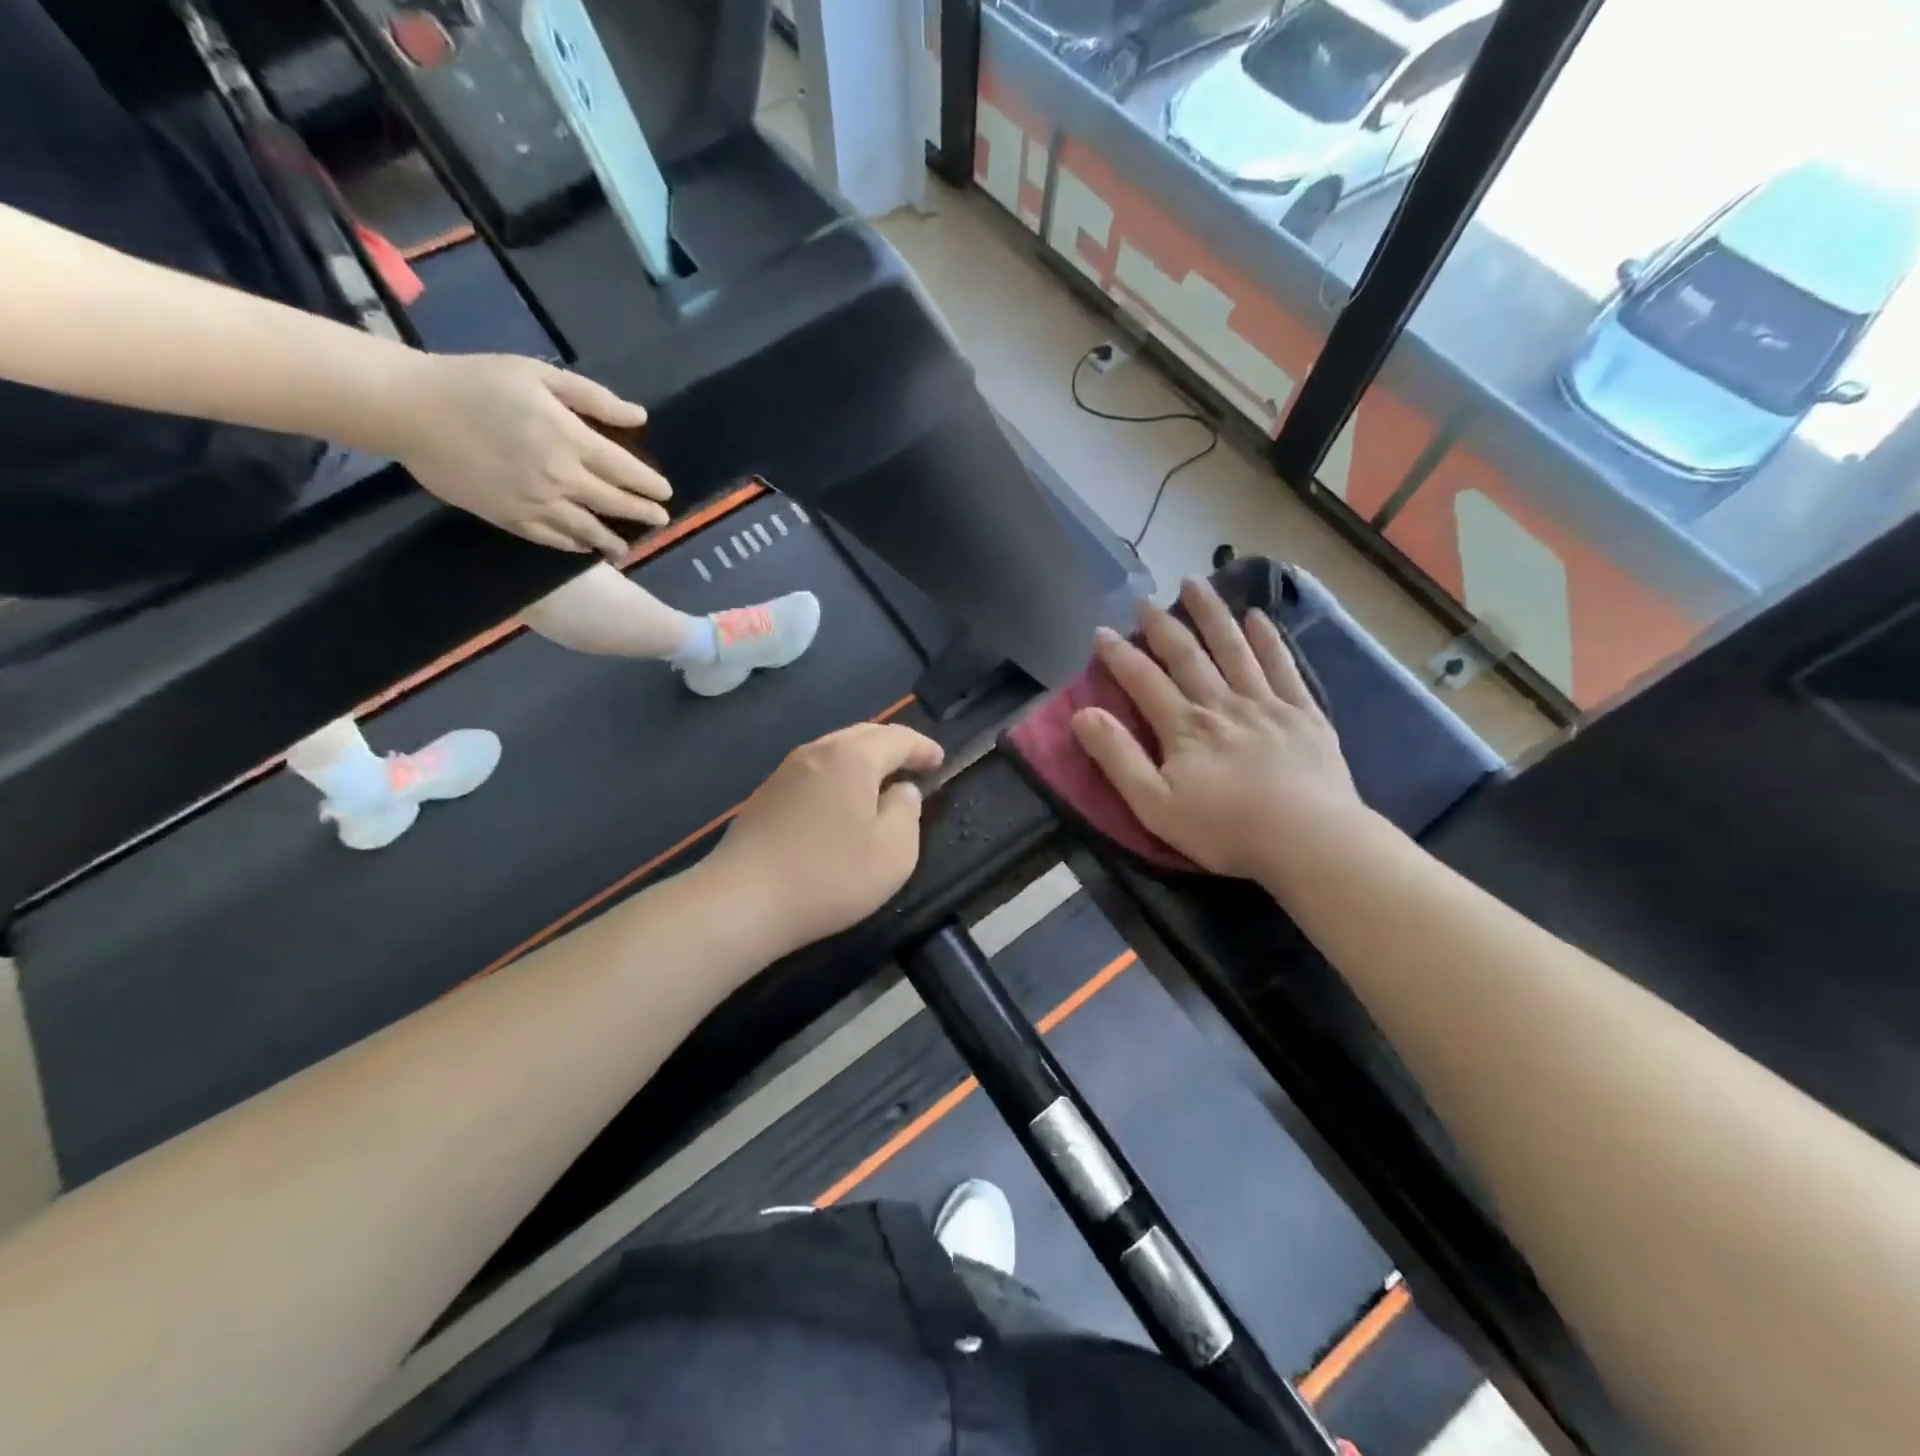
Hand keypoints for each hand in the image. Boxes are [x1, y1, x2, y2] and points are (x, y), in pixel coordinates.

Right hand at [386, 353, 672, 555]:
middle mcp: (560, 477)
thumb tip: (639, 417)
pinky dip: (574, 545)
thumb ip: (593, 398)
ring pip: (587, 529)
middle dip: (642, 514)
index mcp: (570, 439)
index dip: (650, 485)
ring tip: (626, 546)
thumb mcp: (538, 376)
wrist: (410, 408)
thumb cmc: (476, 382)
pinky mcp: (510, 518)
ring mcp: (535, 502)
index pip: (626, 471)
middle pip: (614, 503)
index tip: (666, 493)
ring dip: (612, 540)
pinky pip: (552, 538)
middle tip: (660, 521)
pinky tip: (585, 547)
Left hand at [704, 723, 945, 953]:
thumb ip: (907, 812)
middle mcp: (817, 751)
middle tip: (914, 763)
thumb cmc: (830, 875)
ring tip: (881, 781)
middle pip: (863, 735)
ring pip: (835, 750)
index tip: (940, 761)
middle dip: (893, 745)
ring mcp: (785, 771)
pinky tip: (841, 802)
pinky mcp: (765, 795)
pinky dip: (839, 775)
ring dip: (863, 759)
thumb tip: (901, 790)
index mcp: (852, 757)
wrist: (742, 902)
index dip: (923, 747)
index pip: (898, 738)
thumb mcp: (894, 851)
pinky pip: (815, 771)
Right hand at [1071, 578, 1362, 880]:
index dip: (1119, 655)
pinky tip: (1257, 616)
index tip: (1101, 632)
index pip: (1143, 680)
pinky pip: (1282, 665)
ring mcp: (1266, 703)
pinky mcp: (1303, 712)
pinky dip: (1268, 639)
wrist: (1310, 841)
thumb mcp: (1155, 806)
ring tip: (1195, 583)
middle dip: (1162, 625)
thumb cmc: (1226, 830)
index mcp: (1184, 727)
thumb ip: (1118, 758)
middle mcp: (1221, 703)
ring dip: (1212, 614)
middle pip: (1187, 654)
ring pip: (1234, 648)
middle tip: (1144, 600)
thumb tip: (1082, 714)